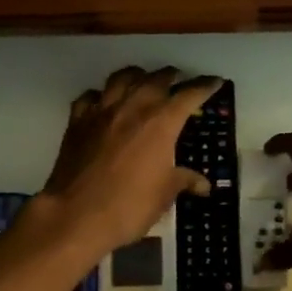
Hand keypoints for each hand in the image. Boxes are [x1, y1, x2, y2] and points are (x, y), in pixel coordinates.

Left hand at [28, 67, 219, 261]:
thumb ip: (183, 181)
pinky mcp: (77, 121)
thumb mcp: (164, 195)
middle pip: (155, 79)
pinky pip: (90, 97)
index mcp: (161, 122)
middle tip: (178, 79)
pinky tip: (103, 102)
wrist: (76, 215)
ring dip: (136, 75)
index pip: (189, 95)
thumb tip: (203, 184)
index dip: (204, 86)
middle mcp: (133, 107)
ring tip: (143, 79)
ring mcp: (102, 111)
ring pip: (121, 78)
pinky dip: (101, 95)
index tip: (215, 81)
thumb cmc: (129, 205)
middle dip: (170, 76)